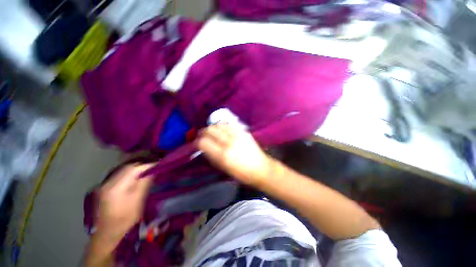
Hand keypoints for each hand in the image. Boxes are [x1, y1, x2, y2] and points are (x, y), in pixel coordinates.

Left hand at [96, 163, 153, 243]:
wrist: (107, 232)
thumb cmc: (125, 219)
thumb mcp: (137, 202)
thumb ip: (144, 184)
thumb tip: (153, 171)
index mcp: (116, 187)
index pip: (134, 169)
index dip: (147, 166)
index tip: (158, 165)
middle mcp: (108, 183)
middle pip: (127, 168)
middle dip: (142, 166)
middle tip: (154, 169)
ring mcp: (105, 185)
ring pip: (123, 170)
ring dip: (136, 169)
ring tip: (147, 172)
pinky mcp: (105, 188)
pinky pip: (120, 175)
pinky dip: (130, 174)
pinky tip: (136, 178)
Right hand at [197, 124, 271, 185]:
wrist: (260, 168)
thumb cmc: (241, 173)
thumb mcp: (223, 168)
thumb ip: (211, 156)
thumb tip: (203, 147)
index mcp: (223, 155)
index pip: (203, 142)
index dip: (197, 142)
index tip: (197, 144)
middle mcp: (229, 142)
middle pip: (209, 130)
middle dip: (203, 132)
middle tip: (203, 136)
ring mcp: (237, 135)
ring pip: (218, 125)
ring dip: (212, 128)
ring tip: (212, 132)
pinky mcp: (243, 131)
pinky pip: (229, 124)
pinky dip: (222, 126)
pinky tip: (222, 129)